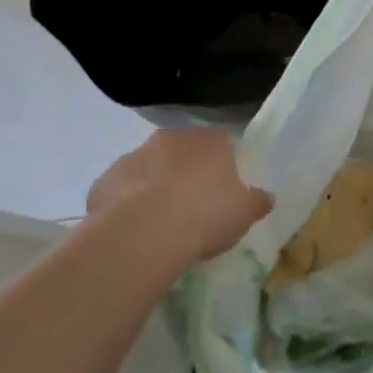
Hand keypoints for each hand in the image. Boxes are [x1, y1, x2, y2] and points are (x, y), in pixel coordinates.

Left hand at [86, 129, 273, 266]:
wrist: (142, 234)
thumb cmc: (203, 216)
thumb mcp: (243, 213)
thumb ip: (257, 201)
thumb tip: (267, 196)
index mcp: (209, 141)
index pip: (220, 143)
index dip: (221, 166)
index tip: (221, 190)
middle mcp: (171, 138)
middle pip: (182, 152)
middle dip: (185, 172)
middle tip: (191, 206)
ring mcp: (134, 156)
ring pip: (149, 168)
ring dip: (154, 186)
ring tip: (160, 223)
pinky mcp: (104, 180)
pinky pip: (121, 190)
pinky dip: (126, 205)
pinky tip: (133, 231)